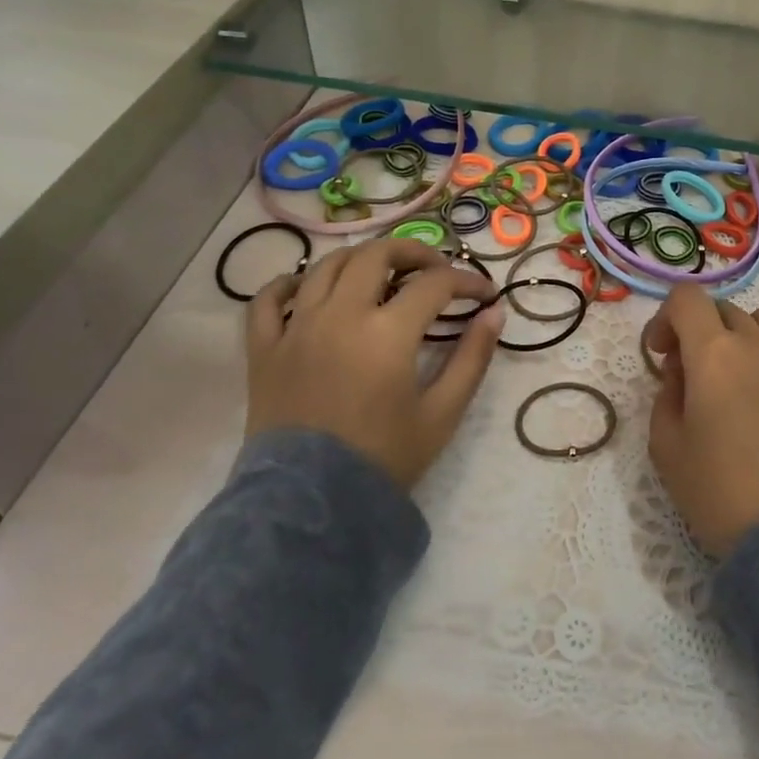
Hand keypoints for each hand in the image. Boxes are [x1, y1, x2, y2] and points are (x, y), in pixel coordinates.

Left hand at [244, 238, 503, 489]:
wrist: (311, 506)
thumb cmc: (384, 458)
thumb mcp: (442, 412)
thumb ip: (472, 358)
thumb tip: (495, 313)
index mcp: (387, 332)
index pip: (435, 284)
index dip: (467, 282)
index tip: (485, 295)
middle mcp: (339, 315)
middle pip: (377, 254)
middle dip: (415, 252)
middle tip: (437, 269)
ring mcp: (296, 328)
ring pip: (326, 265)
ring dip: (361, 259)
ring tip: (383, 274)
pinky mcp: (264, 349)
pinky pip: (268, 300)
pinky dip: (289, 283)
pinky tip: (309, 287)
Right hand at [643, 285, 758, 556]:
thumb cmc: (717, 489)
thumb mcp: (666, 444)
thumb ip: (666, 394)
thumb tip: (682, 372)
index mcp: (713, 353)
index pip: (686, 298)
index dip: (665, 317)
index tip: (660, 353)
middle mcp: (756, 344)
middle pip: (722, 309)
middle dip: (698, 330)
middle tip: (689, 373)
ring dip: (739, 334)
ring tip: (732, 372)